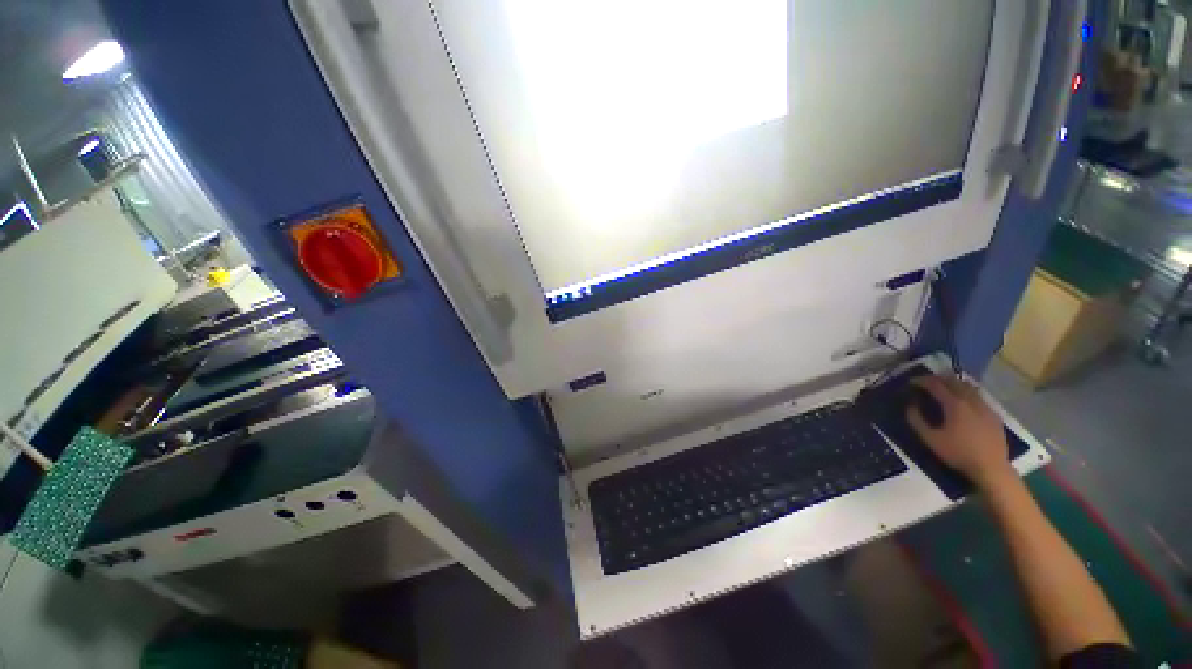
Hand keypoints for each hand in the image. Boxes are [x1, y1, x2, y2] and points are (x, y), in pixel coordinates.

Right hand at [906, 374, 1015, 490]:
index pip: (935, 385)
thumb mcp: (931, 439)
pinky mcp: (994, 415)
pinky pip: (979, 396)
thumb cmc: (958, 453)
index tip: (911, 382)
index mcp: (954, 404)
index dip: (922, 381)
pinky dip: (967, 393)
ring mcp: (985, 407)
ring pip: (968, 387)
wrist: (991, 468)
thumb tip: (910, 406)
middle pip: (954, 381)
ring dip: (954, 384)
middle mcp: (971, 401)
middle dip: (938, 379)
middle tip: (926, 382)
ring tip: (945, 388)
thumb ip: (917, 421)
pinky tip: (963, 401)